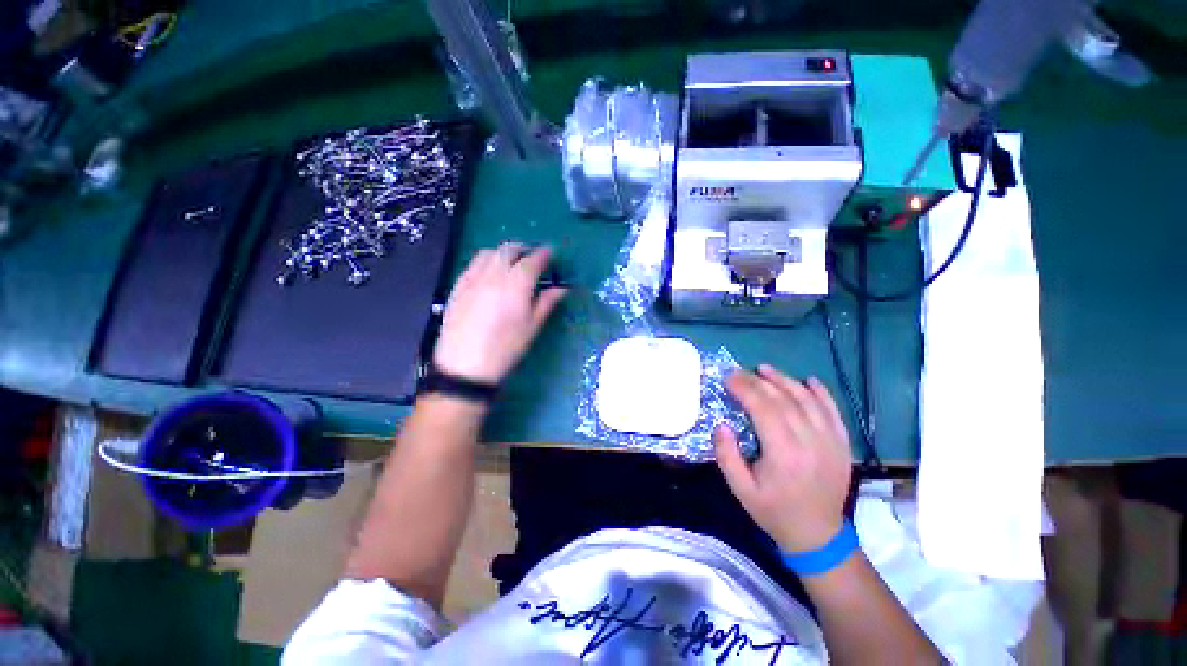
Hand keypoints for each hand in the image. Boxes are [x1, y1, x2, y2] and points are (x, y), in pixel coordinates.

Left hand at [433, 243, 566, 384]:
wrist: (464, 365)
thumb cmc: (505, 348)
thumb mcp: (531, 328)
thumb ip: (546, 303)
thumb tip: (562, 288)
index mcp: (516, 286)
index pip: (532, 261)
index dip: (543, 254)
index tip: (550, 252)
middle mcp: (493, 275)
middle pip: (508, 249)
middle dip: (523, 248)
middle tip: (532, 256)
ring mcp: (472, 278)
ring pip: (489, 252)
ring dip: (503, 251)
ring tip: (512, 261)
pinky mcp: (458, 286)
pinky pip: (473, 263)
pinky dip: (486, 260)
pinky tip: (490, 272)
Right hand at [714, 365, 852, 552]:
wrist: (818, 535)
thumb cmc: (774, 511)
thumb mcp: (740, 489)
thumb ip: (727, 455)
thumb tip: (722, 424)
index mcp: (784, 453)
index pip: (763, 408)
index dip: (744, 388)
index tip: (728, 378)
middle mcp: (810, 442)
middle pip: (783, 400)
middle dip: (757, 381)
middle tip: (738, 372)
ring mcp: (831, 441)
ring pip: (807, 400)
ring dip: (784, 380)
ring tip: (765, 369)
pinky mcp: (842, 443)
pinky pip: (833, 410)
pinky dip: (821, 393)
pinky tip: (808, 380)